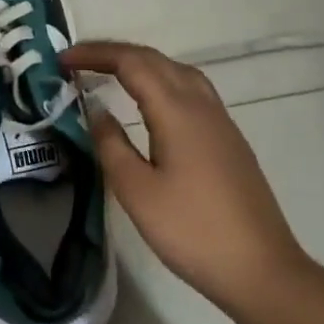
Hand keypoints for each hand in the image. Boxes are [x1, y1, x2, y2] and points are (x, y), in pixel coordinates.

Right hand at [64, 41, 310, 321]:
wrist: (261, 269)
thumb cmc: (191, 231)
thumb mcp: (136, 191)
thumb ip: (111, 145)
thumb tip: (96, 110)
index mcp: (176, 111)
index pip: (131, 63)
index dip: (95, 54)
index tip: (62, 59)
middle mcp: (201, 105)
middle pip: (155, 59)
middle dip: (114, 54)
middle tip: (78, 62)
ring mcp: (220, 121)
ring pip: (177, 71)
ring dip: (141, 64)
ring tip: (111, 74)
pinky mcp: (229, 139)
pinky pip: (191, 90)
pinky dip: (162, 81)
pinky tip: (152, 104)